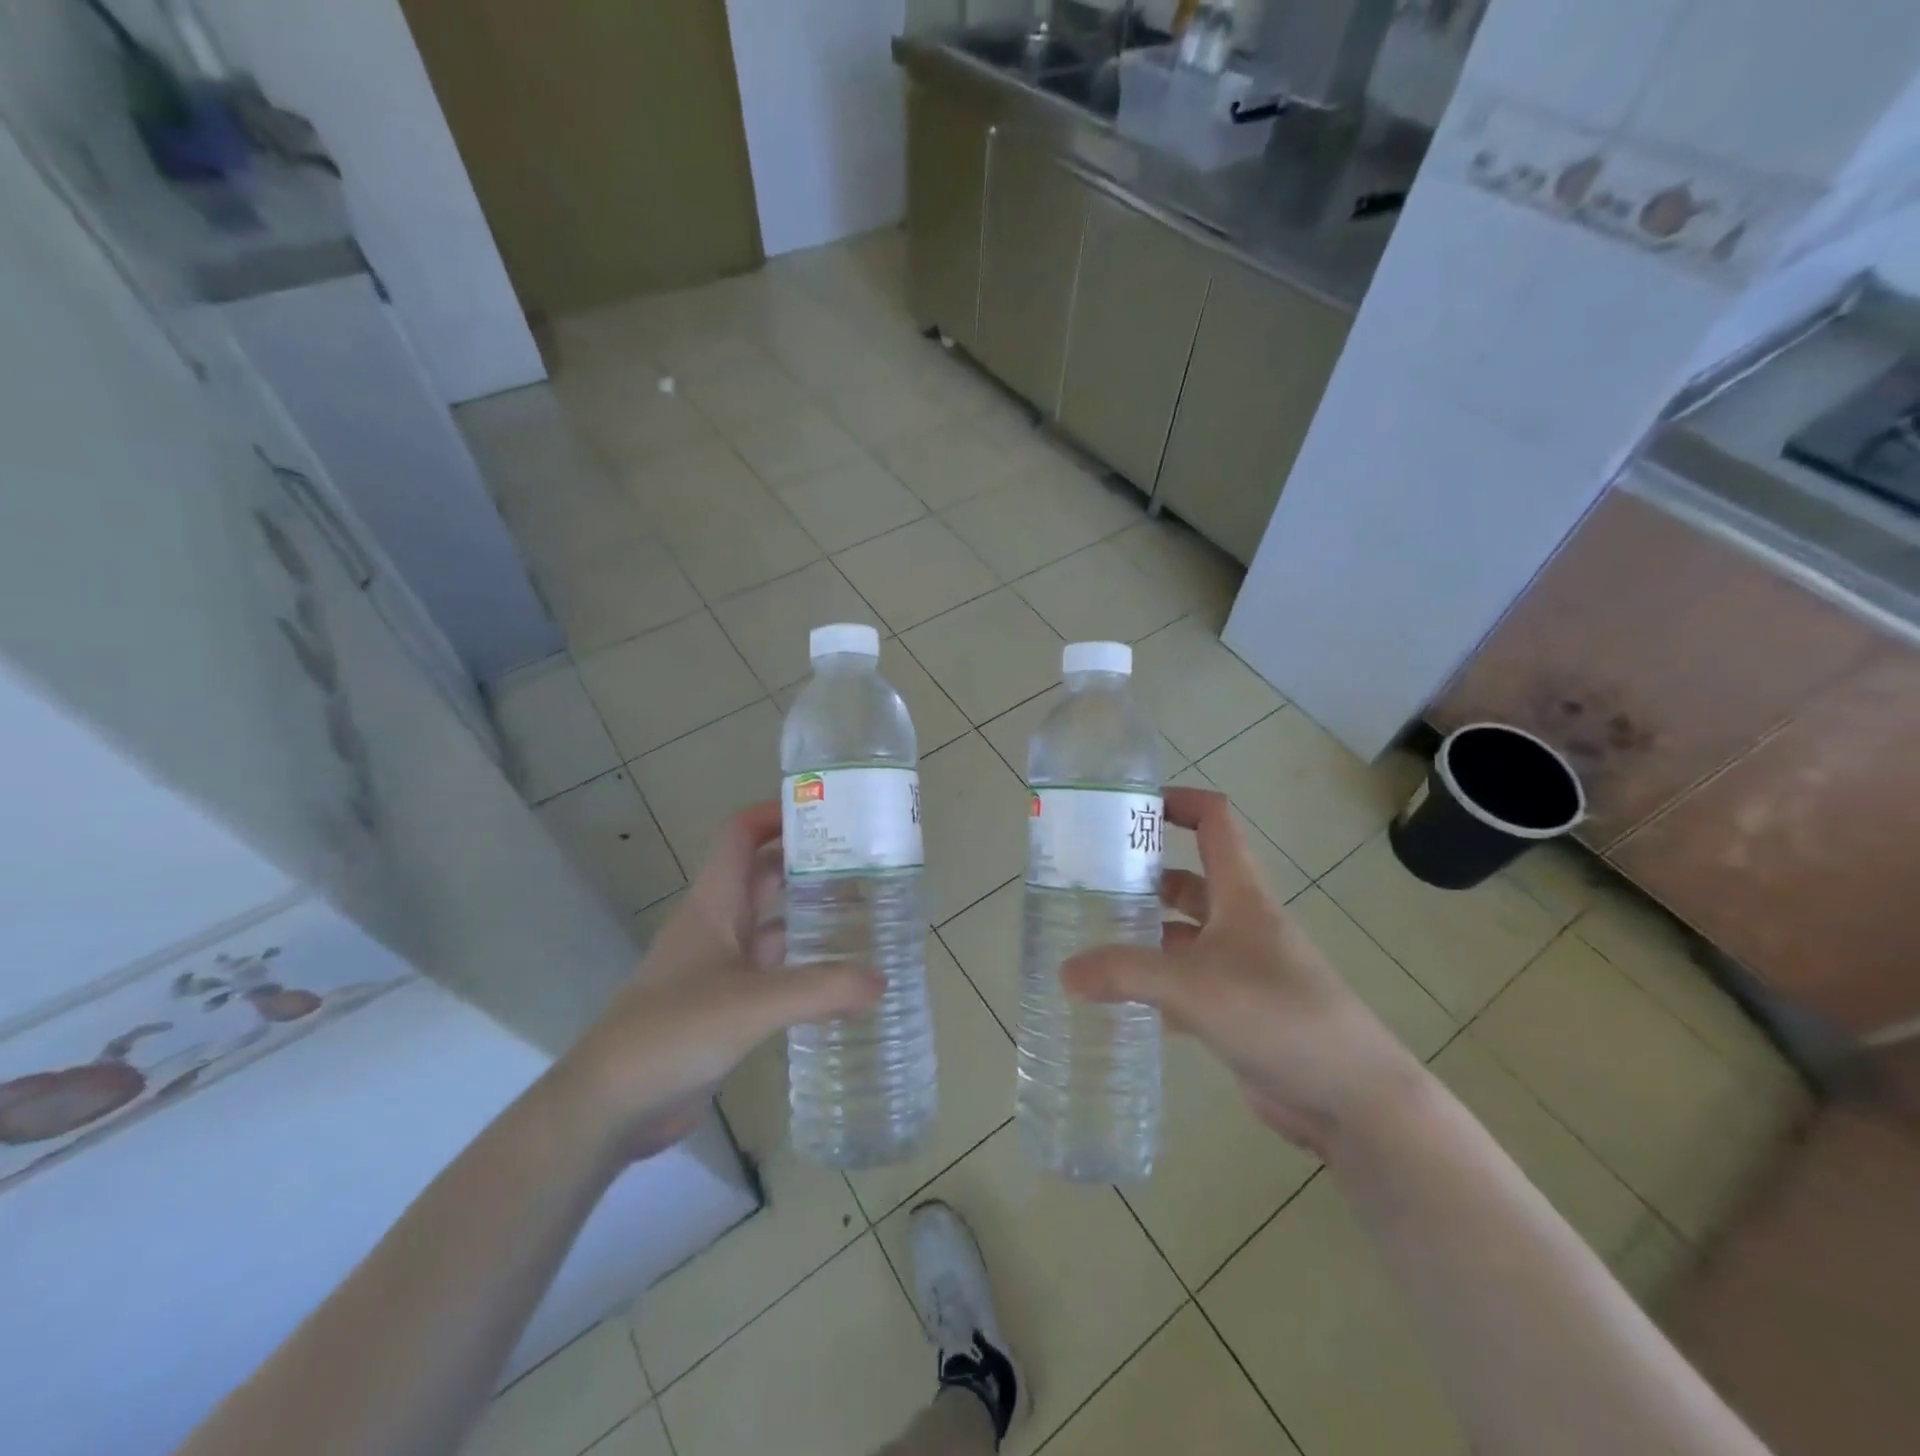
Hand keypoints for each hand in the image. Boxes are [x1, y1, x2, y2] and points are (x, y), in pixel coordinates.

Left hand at [553, 802, 882, 1160]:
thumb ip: (820, 989)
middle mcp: (718, 925)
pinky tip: (841, 978)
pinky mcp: (726, 1004)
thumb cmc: (673, 1031)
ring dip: (811, 914)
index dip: (777, 814)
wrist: (610, 1104)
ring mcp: (720, 966)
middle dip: (809, 863)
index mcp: (714, 903)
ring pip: (772, 924)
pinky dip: (805, 965)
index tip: (829, 811)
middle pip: (764, 875)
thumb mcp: (751, 1004)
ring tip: (867, 915)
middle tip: (866, 864)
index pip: (741, 834)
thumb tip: (882, 980)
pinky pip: (774, 970)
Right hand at [1062, 787, 1422, 1155]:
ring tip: (1091, 941)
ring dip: (1145, 934)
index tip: (1128, 809)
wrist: (1352, 1097)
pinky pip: (1186, 985)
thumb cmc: (1278, 1015)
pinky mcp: (1238, 1011)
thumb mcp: (1194, 986)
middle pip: (1188, 880)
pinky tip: (1119, 1001)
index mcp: (1241, 895)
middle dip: (1143, 876)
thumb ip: (1125, 973)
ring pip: (1183, 936)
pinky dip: (1155, 987)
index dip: (1177, 803)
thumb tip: (1064, 972)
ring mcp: (1241, 968)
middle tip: (1090, 885)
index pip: (1214, 822)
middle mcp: (1241, 923)